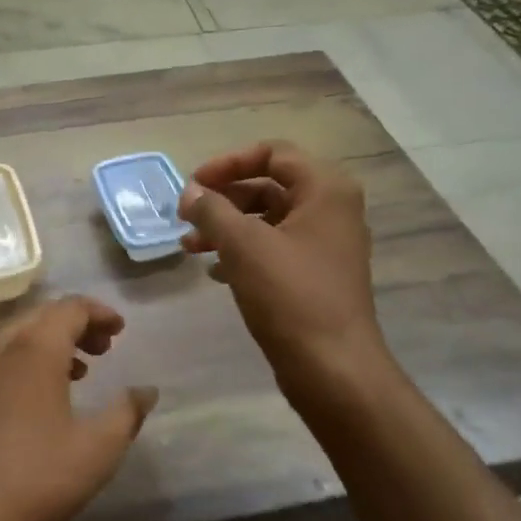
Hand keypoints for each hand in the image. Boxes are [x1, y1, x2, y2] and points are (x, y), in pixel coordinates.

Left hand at [0, 297, 157, 520]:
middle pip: (42, 316)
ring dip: (51, 342)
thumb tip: (146, 390)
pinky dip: (29, 360)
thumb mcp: (97, 449)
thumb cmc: (35, 477)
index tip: (120, 329)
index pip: (69, 308)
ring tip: (80, 370)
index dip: (99, 312)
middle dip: (76, 324)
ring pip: (18, 336)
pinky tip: (42, 397)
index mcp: (35, 351)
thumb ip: (126, 413)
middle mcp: (1, 350)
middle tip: (105, 347)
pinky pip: (2, 358)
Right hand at [178, 140, 388, 400]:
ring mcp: (326, 244)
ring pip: (268, 220)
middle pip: (269, 185)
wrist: (333, 368)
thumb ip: (212, 210)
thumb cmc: (290, 296)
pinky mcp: (316, 275)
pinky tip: (214, 271)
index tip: (193, 186)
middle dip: (223, 198)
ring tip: (189, 247)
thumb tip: (190, 192)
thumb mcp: (243, 245)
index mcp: (325, 189)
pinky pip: (275, 248)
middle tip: (187, 216)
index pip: (272, 152)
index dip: (228, 163)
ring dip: (227, 227)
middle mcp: (332, 209)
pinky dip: (243, 252)